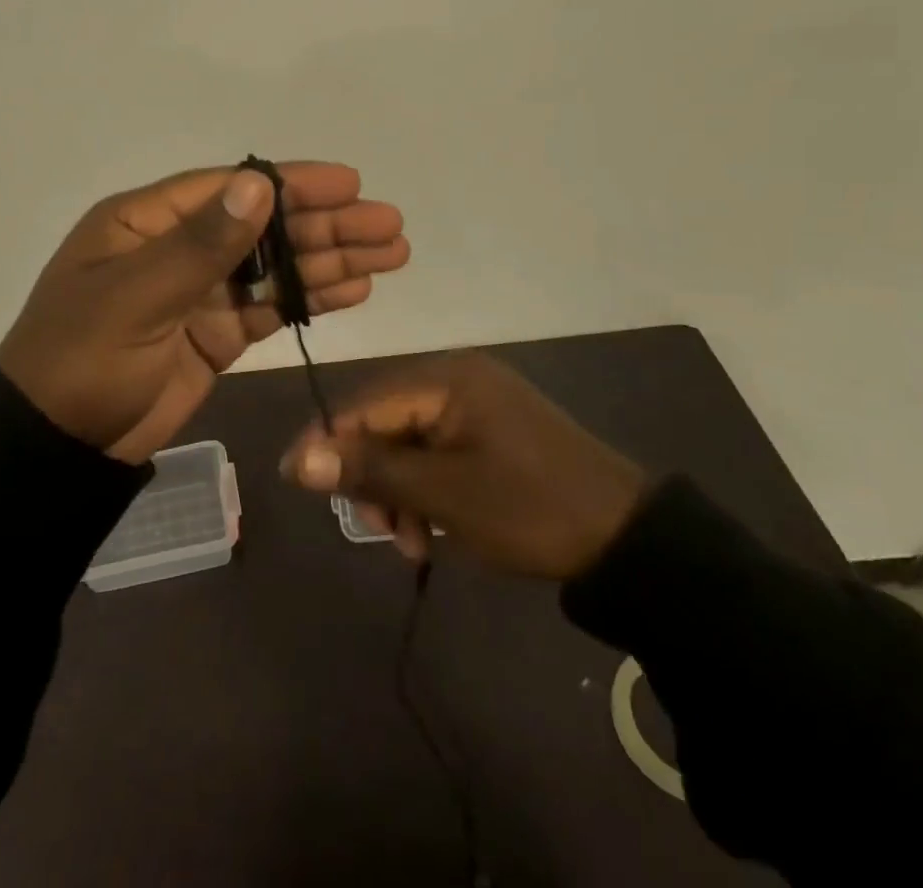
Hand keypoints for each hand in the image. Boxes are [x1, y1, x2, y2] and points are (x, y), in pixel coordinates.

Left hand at [0, 163, 408, 463]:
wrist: (56, 448)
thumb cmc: (82, 360)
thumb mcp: (135, 297)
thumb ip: (202, 244)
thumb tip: (258, 183)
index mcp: (147, 221)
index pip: (231, 189)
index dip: (293, 184)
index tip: (350, 184)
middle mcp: (178, 248)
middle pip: (265, 226)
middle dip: (327, 224)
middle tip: (390, 225)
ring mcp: (200, 293)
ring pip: (276, 266)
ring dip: (331, 259)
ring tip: (391, 254)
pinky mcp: (216, 335)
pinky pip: (271, 308)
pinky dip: (311, 298)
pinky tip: (354, 289)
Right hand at [281, 351, 645, 578]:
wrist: (627, 539)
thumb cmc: (531, 509)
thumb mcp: (445, 495)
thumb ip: (371, 471)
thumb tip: (299, 459)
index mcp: (448, 379)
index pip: (366, 403)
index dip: (328, 441)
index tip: (295, 480)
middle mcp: (458, 379)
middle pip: (385, 423)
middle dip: (374, 478)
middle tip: (383, 530)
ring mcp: (478, 405)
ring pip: (409, 443)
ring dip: (400, 492)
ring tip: (416, 544)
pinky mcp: (491, 431)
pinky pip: (437, 453)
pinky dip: (427, 491)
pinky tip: (434, 530)